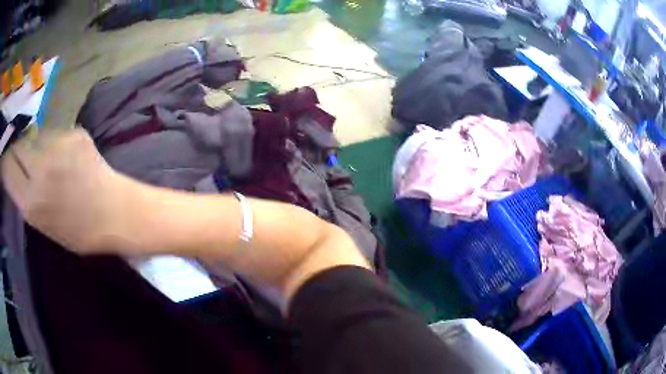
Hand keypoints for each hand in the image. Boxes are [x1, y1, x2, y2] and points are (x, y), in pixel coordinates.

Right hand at [2, 128, 132, 253]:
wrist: (117, 213)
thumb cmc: (79, 230)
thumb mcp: (43, 225)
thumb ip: (25, 198)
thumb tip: (14, 171)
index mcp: (31, 201)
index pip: (7, 167)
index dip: (5, 162)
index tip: (7, 163)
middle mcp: (40, 168)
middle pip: (18, 145)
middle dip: (17, 152)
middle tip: (24, 161)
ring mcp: (58, 145)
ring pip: (36, 137)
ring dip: (37, 147)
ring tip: (51, 164)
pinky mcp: (75, 131)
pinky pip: (55, 133)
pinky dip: (55, 143)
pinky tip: (68, 159)